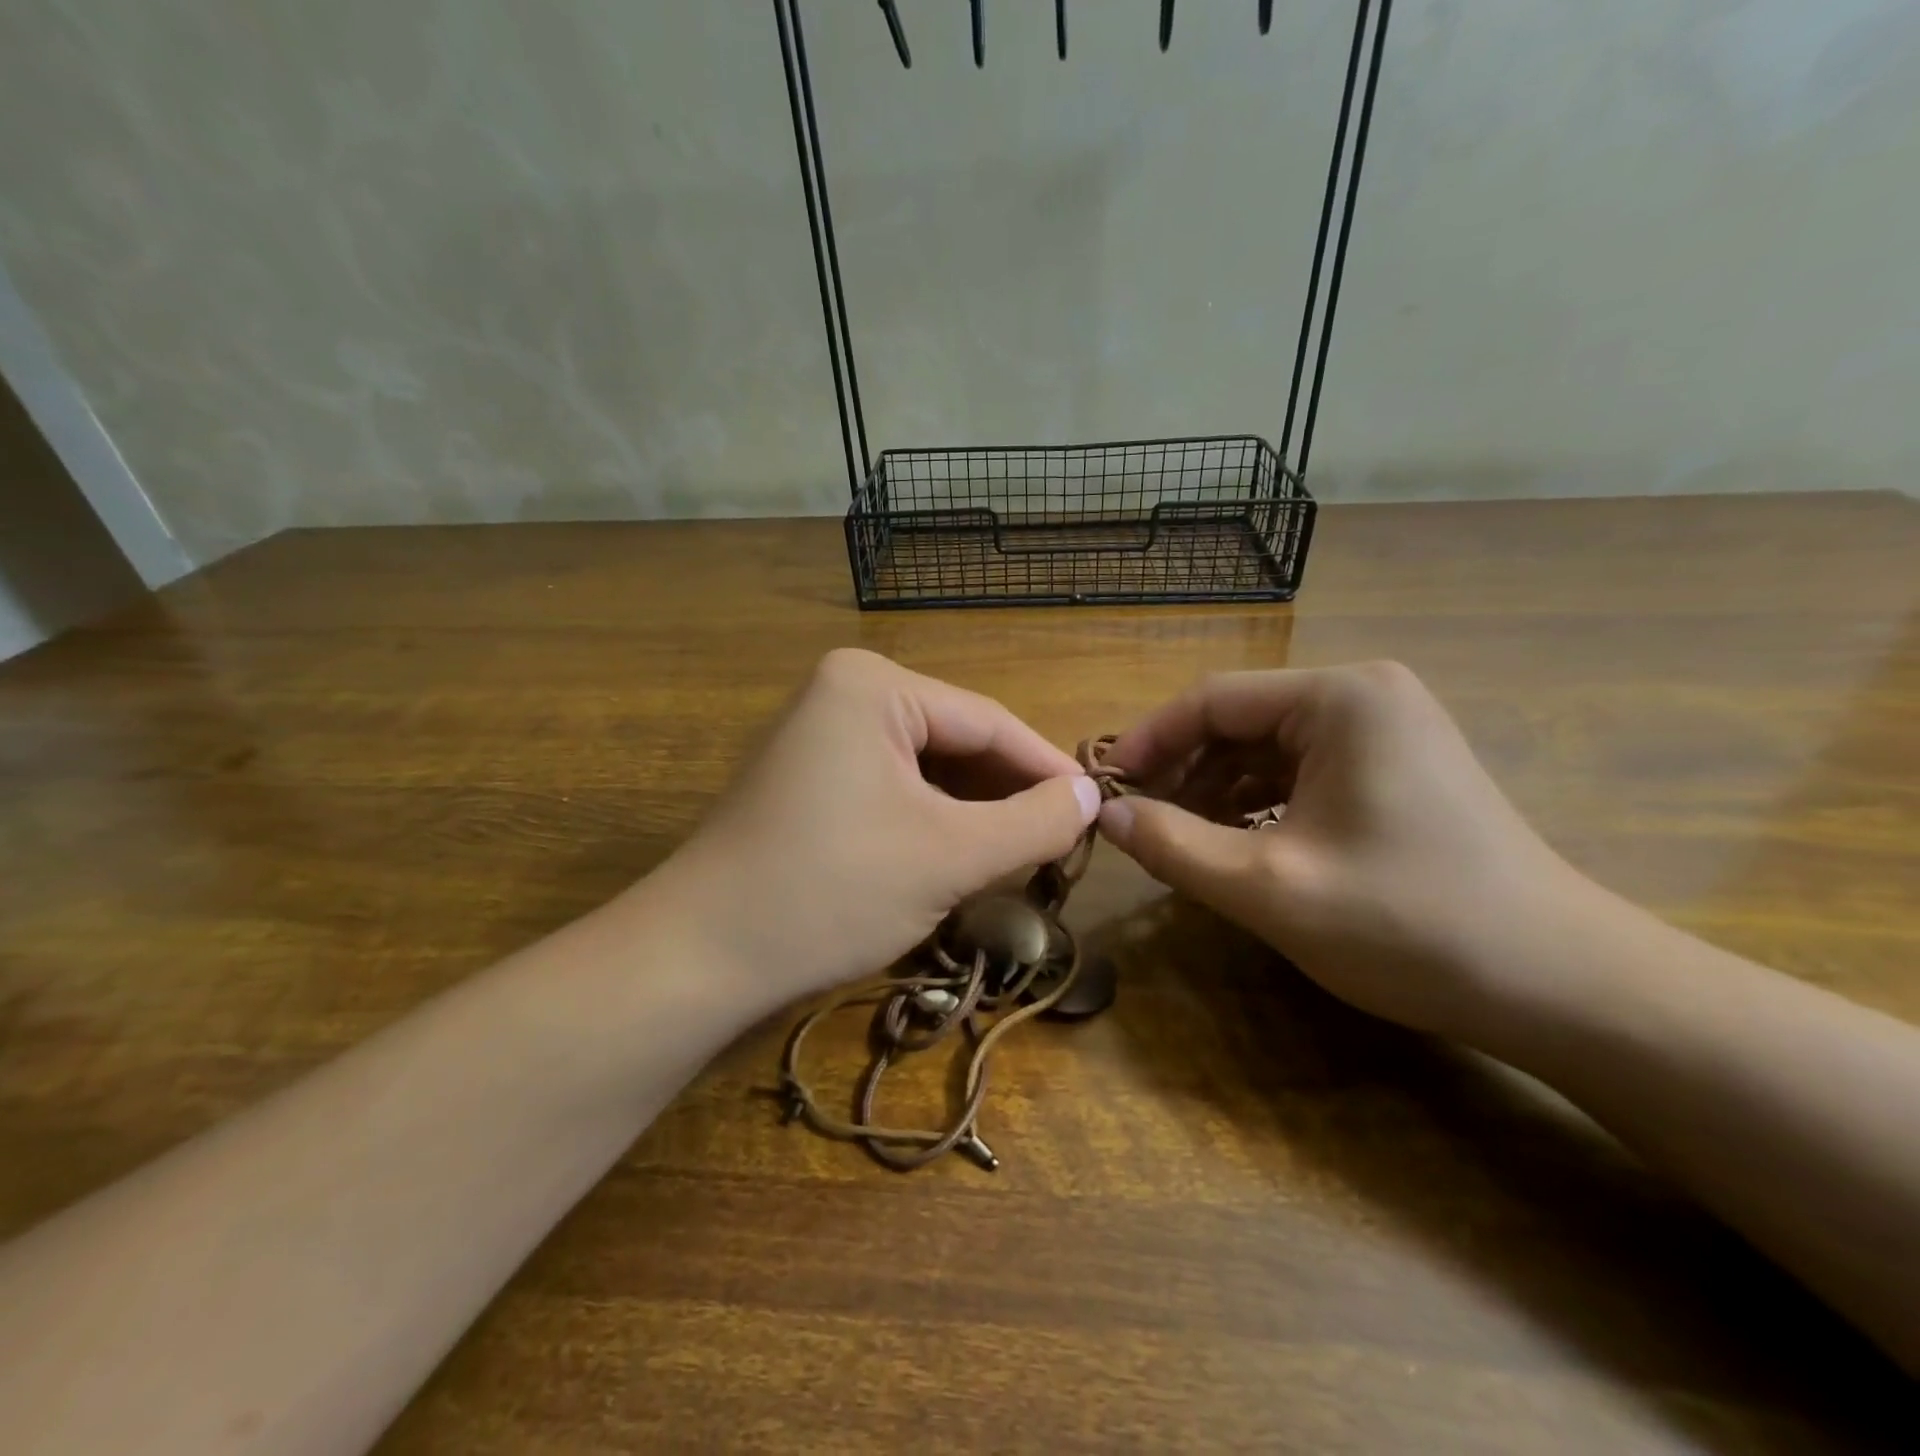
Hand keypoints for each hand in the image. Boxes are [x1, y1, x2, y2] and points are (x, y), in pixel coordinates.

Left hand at [652, 649, 1100, 1007]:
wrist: (699, 957)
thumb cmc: (830, 891)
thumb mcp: (949, 857)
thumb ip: (1033, 822)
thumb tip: (1091, 797)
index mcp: (873, 684)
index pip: (988, 720)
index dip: (1048, 768)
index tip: (1099, 809)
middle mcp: (845, 693)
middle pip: (956, 741)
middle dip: (1007, 794)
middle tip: (1063, 842)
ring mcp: (821, 735)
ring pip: (926, 770)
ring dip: (973, 812)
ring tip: (1021, 855)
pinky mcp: (810, 778)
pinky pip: (893, 789)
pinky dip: (932, 822)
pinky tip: (960, 857)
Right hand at [1097, 661, 1576, 1038]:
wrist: (1561, 986)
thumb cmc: (1410, 925)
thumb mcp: (1270, 888)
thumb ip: (1175, 846)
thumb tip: (1104, 816)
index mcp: (1340, 698)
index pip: (1212, 699)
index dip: (1149, 742)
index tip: (1104, 788)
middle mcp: (1364, 696)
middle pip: (1239, 721)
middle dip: (1182, 771)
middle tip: (1137, 822)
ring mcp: (1386, 731)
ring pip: (1266, 749)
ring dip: (1214, 790)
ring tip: (1177, 838)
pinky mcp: (1395, 768)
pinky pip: (1300, 772)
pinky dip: (1256, 803)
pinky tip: (1232, 842)